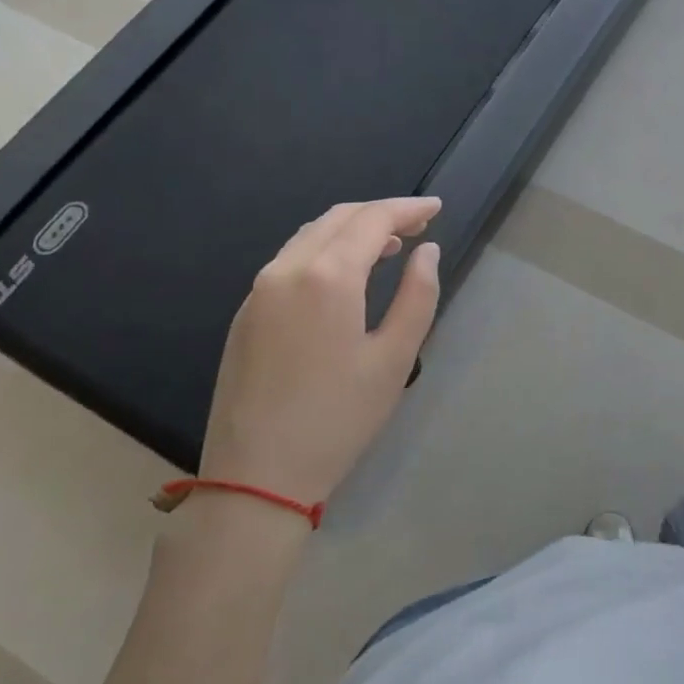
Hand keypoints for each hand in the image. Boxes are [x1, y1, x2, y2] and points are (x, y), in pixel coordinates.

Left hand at [201, 198, 441, 504]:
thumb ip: (418, 296)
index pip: (372, 220)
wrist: (256, 475)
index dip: (408, 208)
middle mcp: (287, 269)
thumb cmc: (338, 418)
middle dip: (381, 213)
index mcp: (327, 277)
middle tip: (419, 224)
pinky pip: (291, 260)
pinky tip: (345, 274)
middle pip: (339, 218)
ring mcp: (259, 290)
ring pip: (311, 236)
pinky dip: (325, 250)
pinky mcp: (246, 312)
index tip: (437, 208)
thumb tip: (427, 251)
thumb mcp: (394, 359)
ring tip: (390, 246)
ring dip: (352, 229)